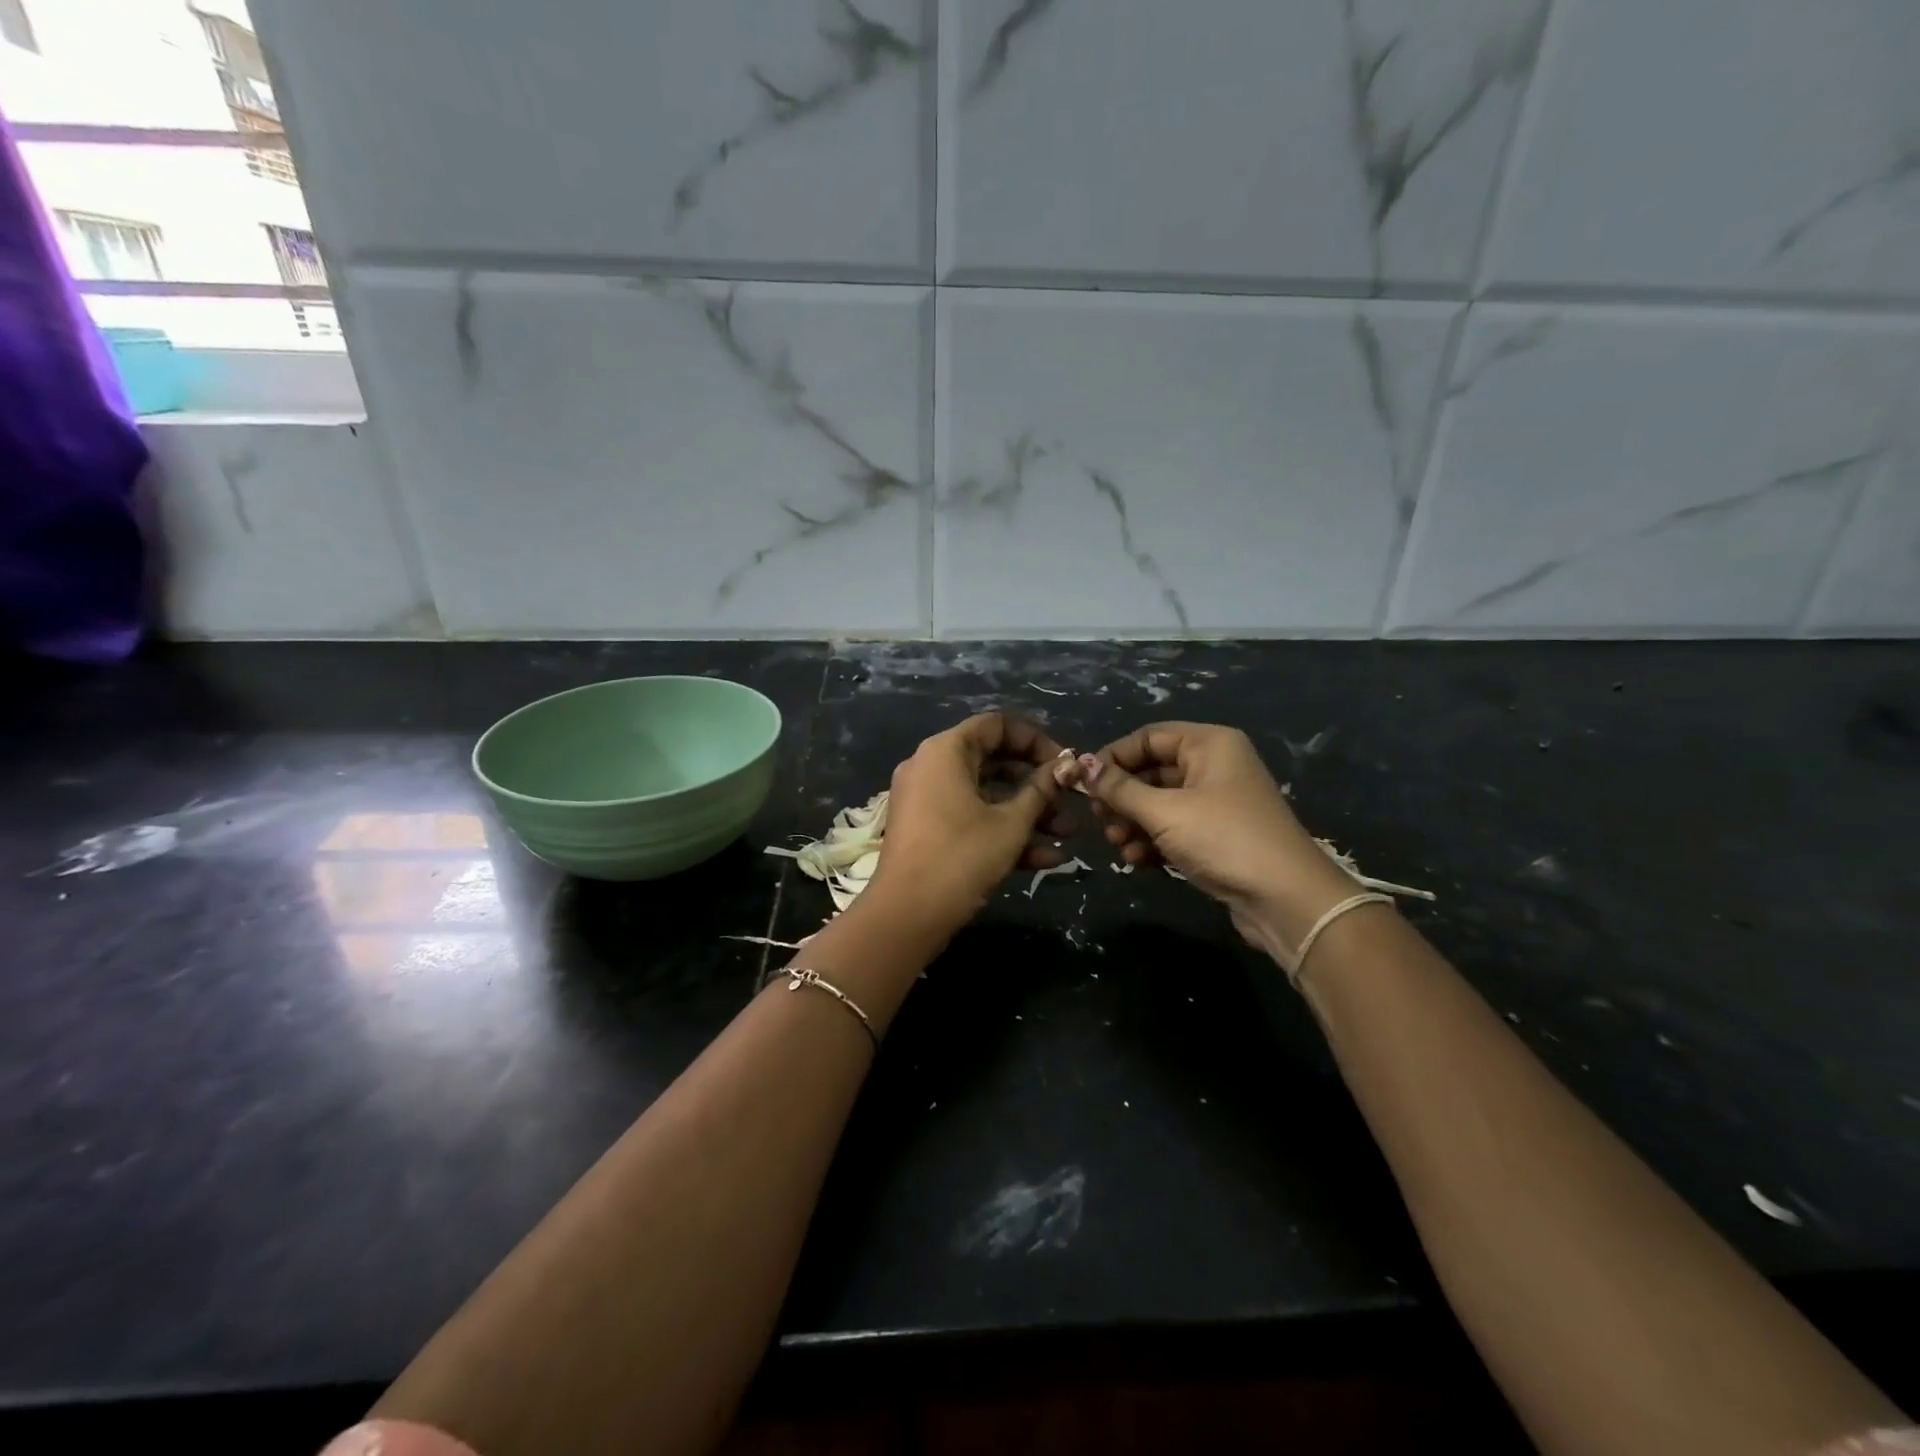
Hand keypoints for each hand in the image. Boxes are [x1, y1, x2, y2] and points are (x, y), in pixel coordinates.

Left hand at [866, 712, 1079, 931]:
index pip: (997, 725)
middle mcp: (932, 766)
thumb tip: (1065, 768)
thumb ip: (1040, 791)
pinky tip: (1046, 859)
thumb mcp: (1010, 823)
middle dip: (1037, 785)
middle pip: (994, 761)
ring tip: (1067, 836)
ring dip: (1027, 814)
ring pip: (986, 795)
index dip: (1036, 741)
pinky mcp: (928, 829)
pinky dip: (1002, 832)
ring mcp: (927, 799)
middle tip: (1070, 802)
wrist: (906, 916)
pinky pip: (970, 818)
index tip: (1064, 766)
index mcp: (946, 751)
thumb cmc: (961, 857)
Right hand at [1080, 723, 1359, 957]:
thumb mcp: (1164, 811)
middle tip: (1100, 819)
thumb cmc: (1223, 839)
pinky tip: (1137, 860)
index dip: (1113, 757)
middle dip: (1122, 796)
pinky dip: (1152, 840)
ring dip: (1133, 823)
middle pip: (1152, 770)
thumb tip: (1081, 766)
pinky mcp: (1217, 836)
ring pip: (1159, 803)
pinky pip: (1174, 828)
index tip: (1084, 784)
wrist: (1286, 900)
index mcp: (1209, 744)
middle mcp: (1214, 766)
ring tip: (1118, 845)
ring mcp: (1217, 802)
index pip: (1148, 737)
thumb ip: (1119, 788)